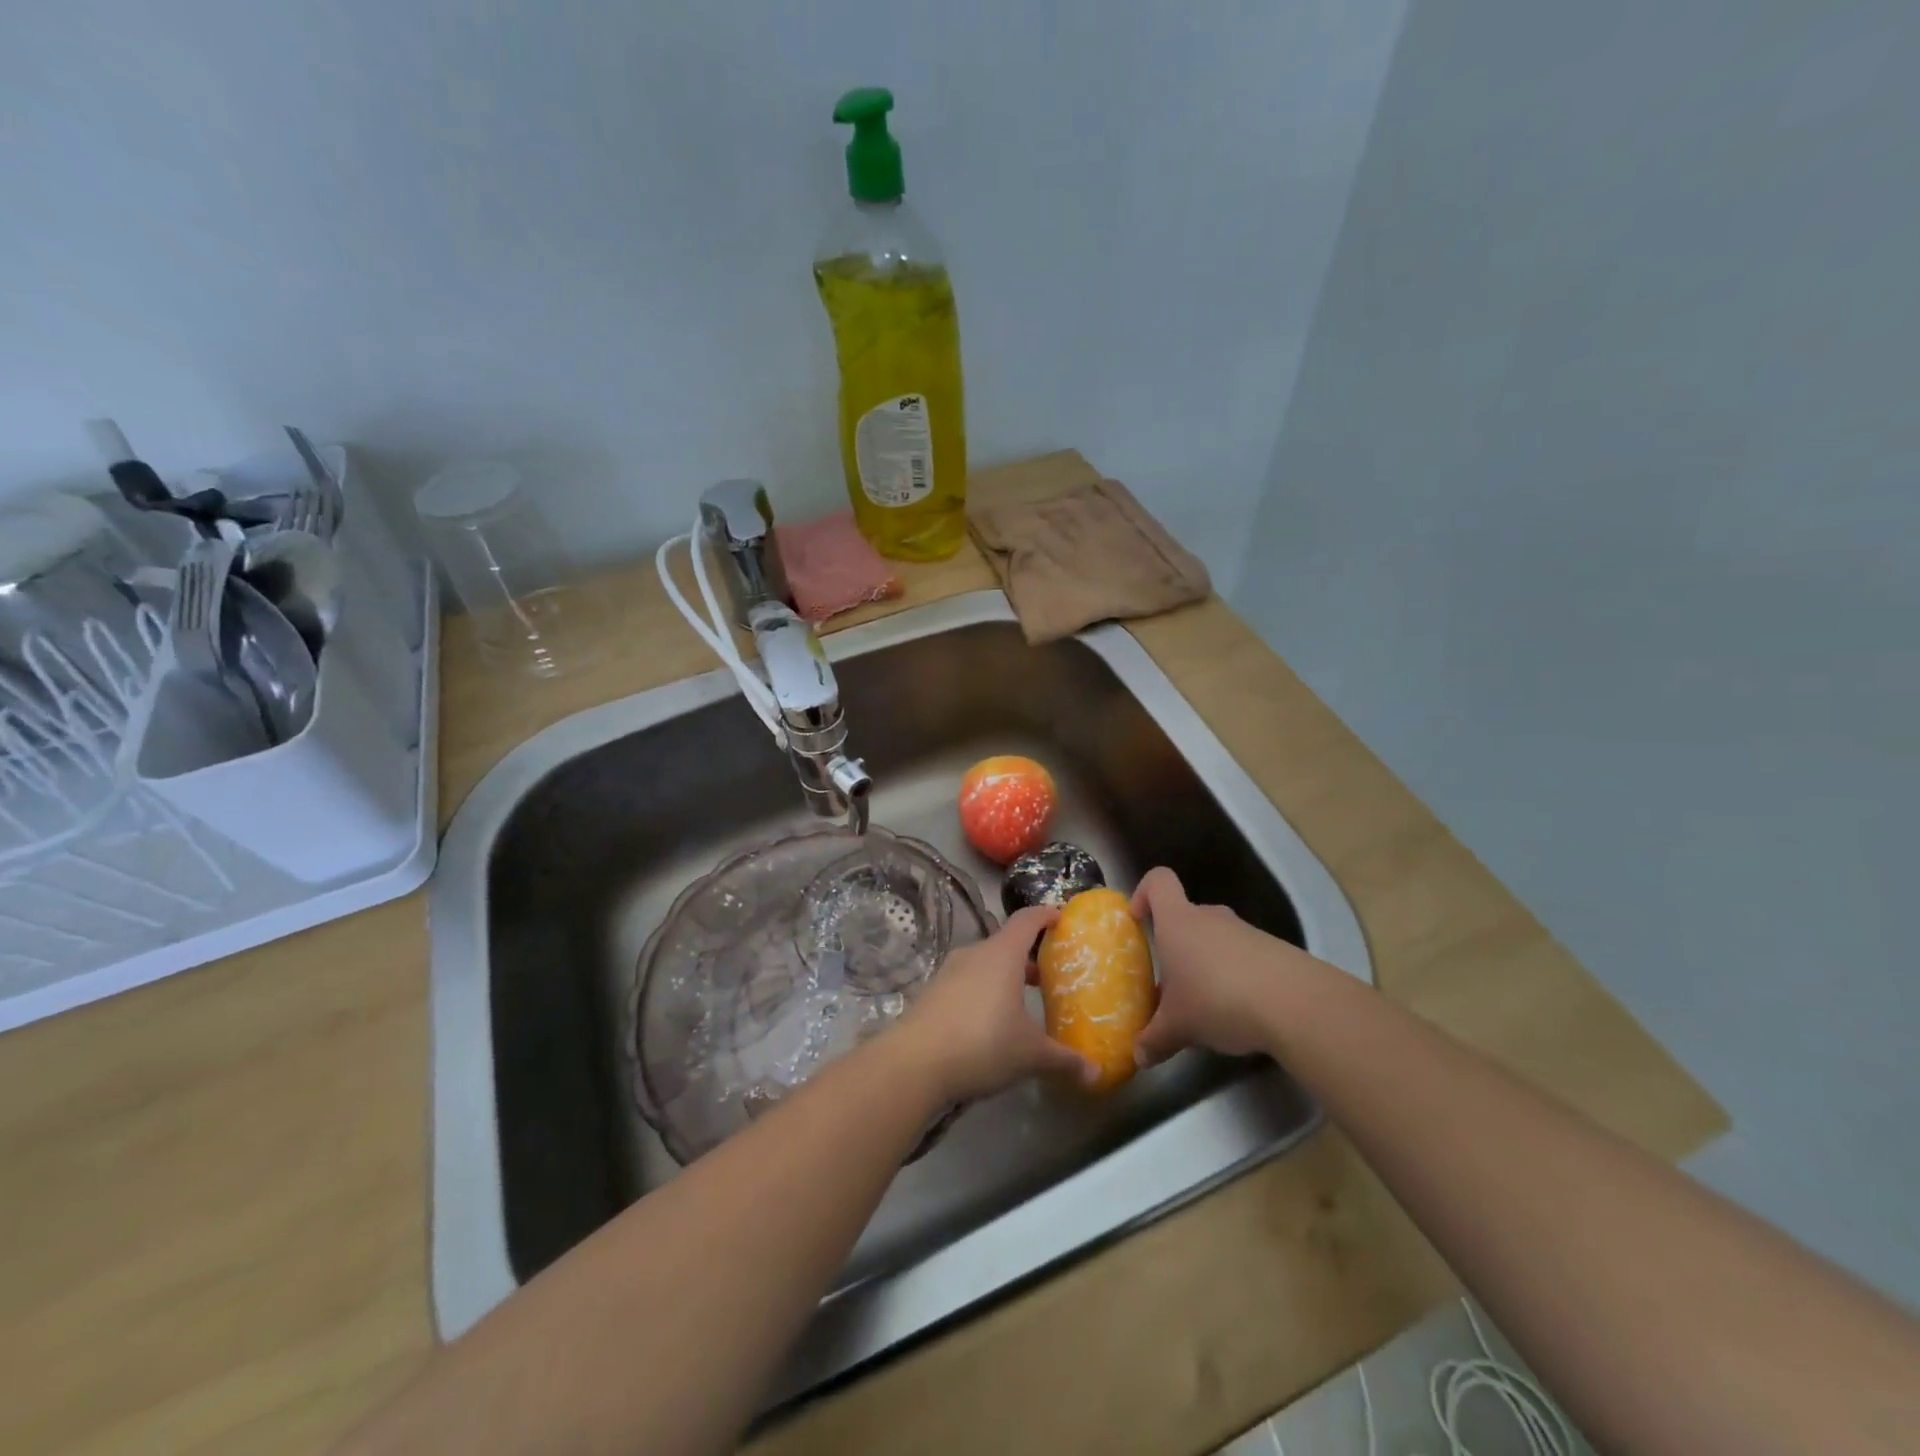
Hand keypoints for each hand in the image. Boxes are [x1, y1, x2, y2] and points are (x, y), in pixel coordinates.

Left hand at [895, 906, 1099, 1102]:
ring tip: (1021, 1002)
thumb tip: (1096, 1074)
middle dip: (1028, 956)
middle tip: (1048, 975)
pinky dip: (982, 992)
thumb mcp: (1031, 1055)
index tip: (1062, 919)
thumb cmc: (983, 1044)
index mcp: (1002, 954)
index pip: (1027, 919)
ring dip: (1004, 976)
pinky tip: (989, 1022)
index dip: (1046, 915)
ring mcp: (949, 972)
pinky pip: (965, 983)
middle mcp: (975, 954)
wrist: (914, 1063)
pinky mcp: (932, 993)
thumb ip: (1065, 1060)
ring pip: (984, 964)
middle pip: (1005, 943)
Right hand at [1131, 867, 1317, 1063]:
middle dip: (1177, 947)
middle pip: (1187, 917)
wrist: (1296, 1004)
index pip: (1159, 881)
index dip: (1145, 893)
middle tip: (1171, 984)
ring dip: (1207, 966)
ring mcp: (1246, 932)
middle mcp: (1211, 917)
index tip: (1138, 920)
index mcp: (1178, 921)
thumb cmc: (1218, 999)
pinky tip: (1241, 1012)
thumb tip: (1139, 1056)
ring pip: (1216, 940)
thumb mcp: (1179, 1026)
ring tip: (1206, 1006)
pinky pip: (1244, 957)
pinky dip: (1237, 977)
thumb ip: (1155, 1038)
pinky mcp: (1275, 950)